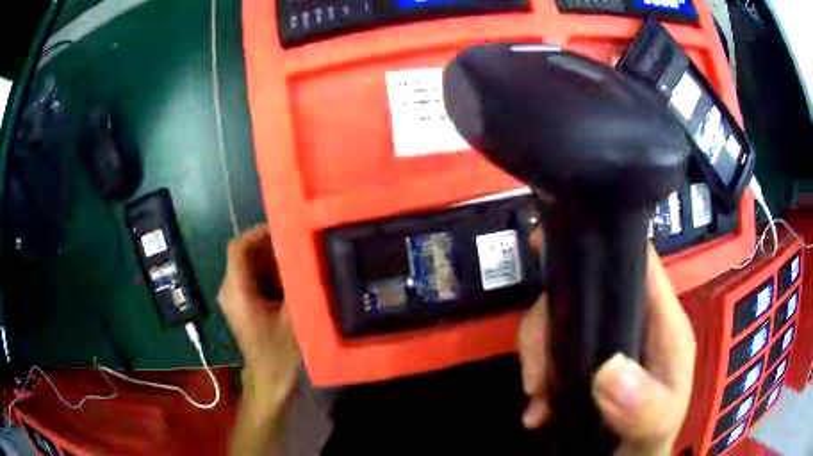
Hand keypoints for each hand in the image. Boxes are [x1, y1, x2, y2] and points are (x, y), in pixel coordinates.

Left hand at [218, 225, 299, 415]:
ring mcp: (235, 297)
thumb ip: (296, 287)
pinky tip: (292, 281)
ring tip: (299, 261)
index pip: (238, 248)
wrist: (268, 382)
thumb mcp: (292, 320)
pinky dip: (271, 274)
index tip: (284, 229)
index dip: (258, 233)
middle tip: (299, 246)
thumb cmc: (277, 355)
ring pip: (250, 265)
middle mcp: (230, 290)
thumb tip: (307, 257)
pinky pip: (254, 278)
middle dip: (270, 247)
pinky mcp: (243, 305)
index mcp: (236, 291)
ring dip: (272, 260)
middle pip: (245, 254)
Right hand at [519, 237, 695, 455]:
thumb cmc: (650, 443)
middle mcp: (634, 323)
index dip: (603, 243)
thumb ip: (645, 407)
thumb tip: (608, 370)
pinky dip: (537, 374)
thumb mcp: (656, 429)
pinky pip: (551, 350)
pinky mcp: (585, 362)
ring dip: (539, 354)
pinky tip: (537, 410)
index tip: (551, 246)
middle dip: (552, 321)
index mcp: (663, 325)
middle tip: (538, 374)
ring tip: (536, 397)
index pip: (639, 262)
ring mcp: (608, 342)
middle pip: (586, 289)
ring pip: (561, 318)